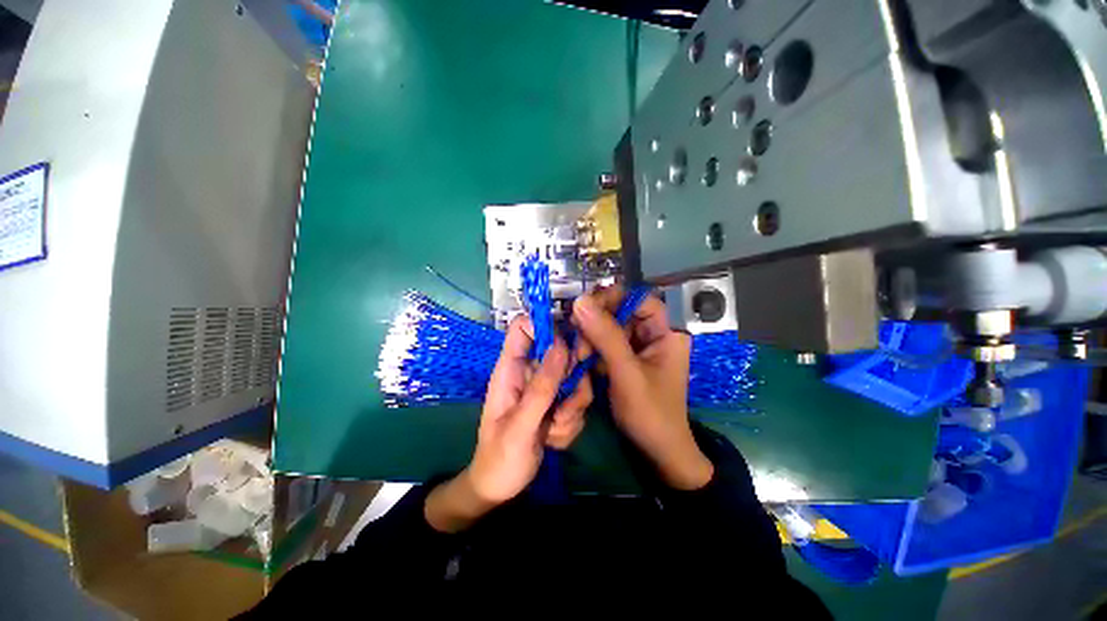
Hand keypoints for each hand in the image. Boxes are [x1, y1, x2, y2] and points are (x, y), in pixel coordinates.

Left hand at [425, 317, 591, 532]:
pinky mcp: (558, 403)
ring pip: (576, 379)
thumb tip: (561, 345)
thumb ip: (541, 387)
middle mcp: (530, 372)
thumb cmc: (500, 458)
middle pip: (562, 351)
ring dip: (571, 408)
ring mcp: (546, 388)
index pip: (522, 327)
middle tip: (564, 405)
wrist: (501, 488)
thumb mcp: (520, 426)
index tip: (566, 345)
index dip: (544, 325)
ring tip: (553, 429)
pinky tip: (554, 438)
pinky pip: (578, 401)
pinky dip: (572, 422)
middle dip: (571, 380)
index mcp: (511, 369)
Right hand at [572, 287, 712, 490]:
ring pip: (609, 326)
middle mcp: (653, 334)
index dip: (614, 298)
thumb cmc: (650, 414)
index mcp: (667, 332)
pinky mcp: (625, 359)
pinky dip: (591, 348)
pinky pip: (604, 343)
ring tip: (579, 355)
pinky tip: (580, 359)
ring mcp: (638, 347)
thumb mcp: (627, 373)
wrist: (656, 452)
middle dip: (597, 321)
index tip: (585, 308)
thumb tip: (579, 301)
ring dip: (590, 336)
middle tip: (577, 335)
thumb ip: (605, 336)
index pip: (640, 299)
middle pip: (621, 311)